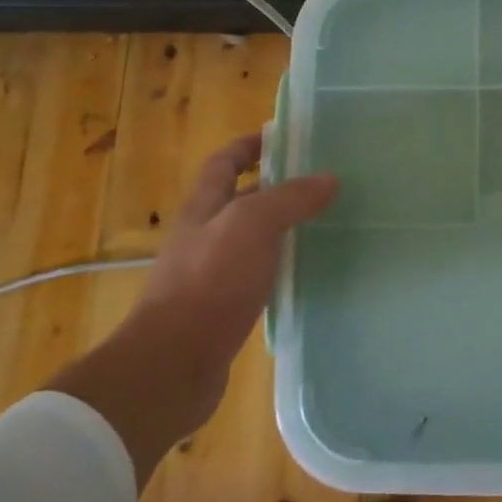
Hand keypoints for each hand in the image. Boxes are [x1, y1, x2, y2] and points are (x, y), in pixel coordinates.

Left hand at [49, 134, 336, 484]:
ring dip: (283, 226)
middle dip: (277, 185)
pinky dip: (282, 265)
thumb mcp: (252, 226)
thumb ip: (290, 198)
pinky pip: (258, 274)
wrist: (172, 364)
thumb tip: (329, 179)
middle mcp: (205, 235)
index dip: (251, 145)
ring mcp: (211, 273)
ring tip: (325, 222)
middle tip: (323, 181)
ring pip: (253, 237)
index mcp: (205, 207)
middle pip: (241, 198)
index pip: (225, 162)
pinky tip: (308, 271)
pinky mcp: (223, 307)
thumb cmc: (209, 282)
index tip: (287, 137)